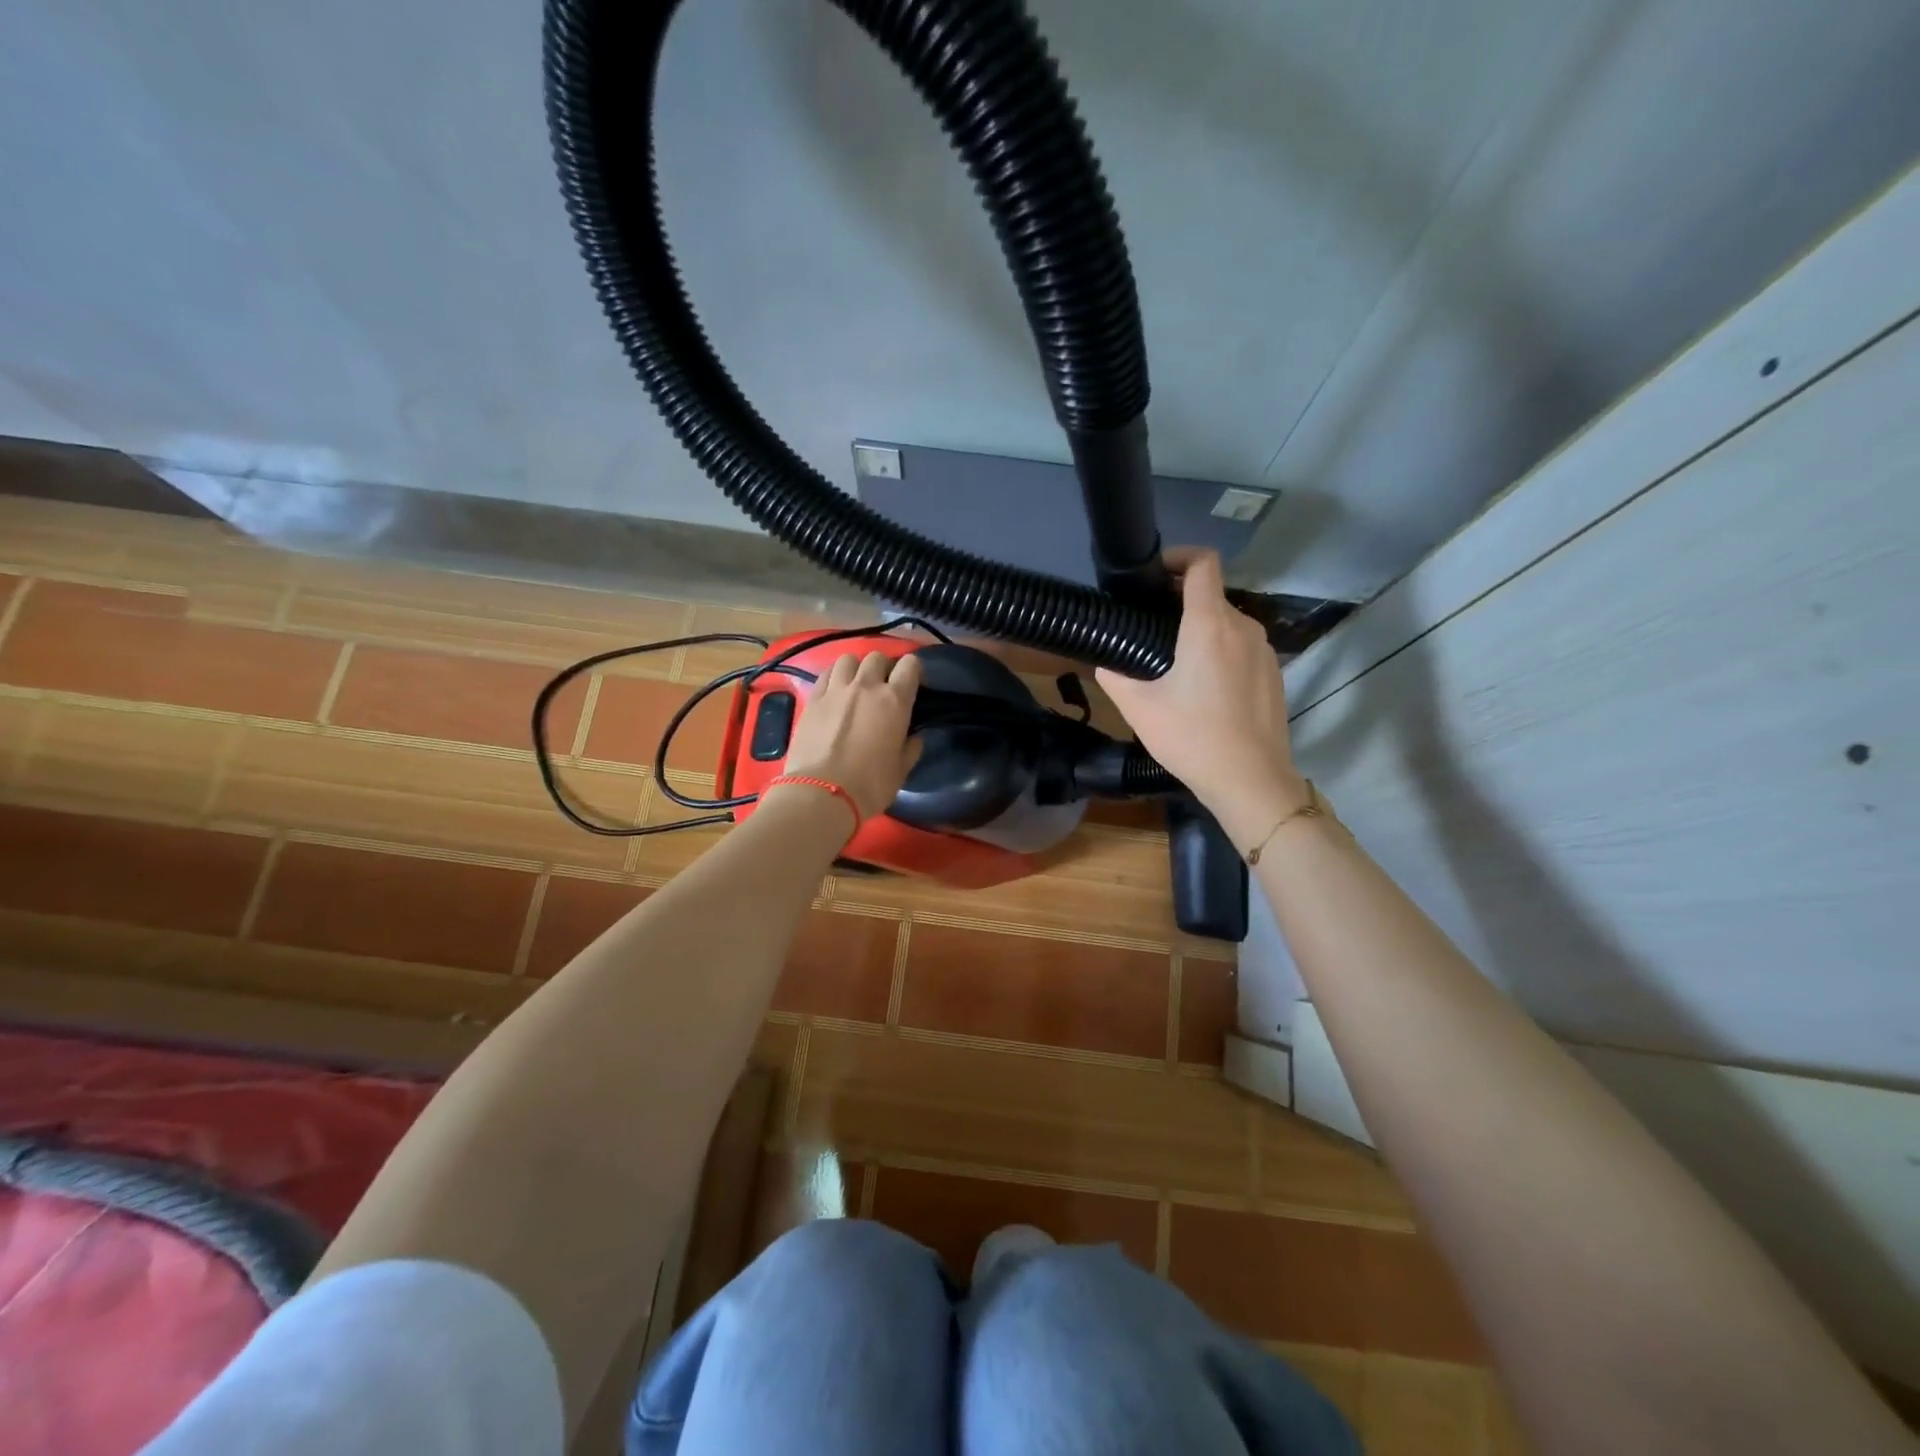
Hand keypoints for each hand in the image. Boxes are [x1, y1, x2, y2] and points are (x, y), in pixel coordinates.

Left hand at [779, 650, 922, 820]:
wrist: (821, 793)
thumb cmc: (870, 785)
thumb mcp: (901, 771)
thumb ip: (911, 749)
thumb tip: (915, 738)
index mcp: (895, 701)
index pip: (910, 665)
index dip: (914, 669)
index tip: (913, 682)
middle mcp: (866, 686)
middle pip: (877, 657)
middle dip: (883, 667)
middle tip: (883, 685)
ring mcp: (836, 690)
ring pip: (848, 659)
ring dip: (856, 668)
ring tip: (855, 683)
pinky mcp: (812, 699)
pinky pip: (825, 674)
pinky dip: (833, 677)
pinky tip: (834, 691)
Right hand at [1095, 549, 1307, 851]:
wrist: (1250, 780)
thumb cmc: (1192, 737)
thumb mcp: (1138, 707)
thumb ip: (1114, 674)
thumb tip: (1104, 660)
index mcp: (1210, 625)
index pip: (1203, 563)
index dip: (1178, 557)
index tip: (1154, 574)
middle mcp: (1243, 627)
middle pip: (1211, 595)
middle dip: (1181, 604)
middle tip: (1150, 631)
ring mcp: (1264, 650)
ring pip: (1228, 623)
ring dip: (1201, 630)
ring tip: (1175, 664)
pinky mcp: (1274, 673)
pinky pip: (1242, 647)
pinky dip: (1221, 652)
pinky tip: (1205, 689)